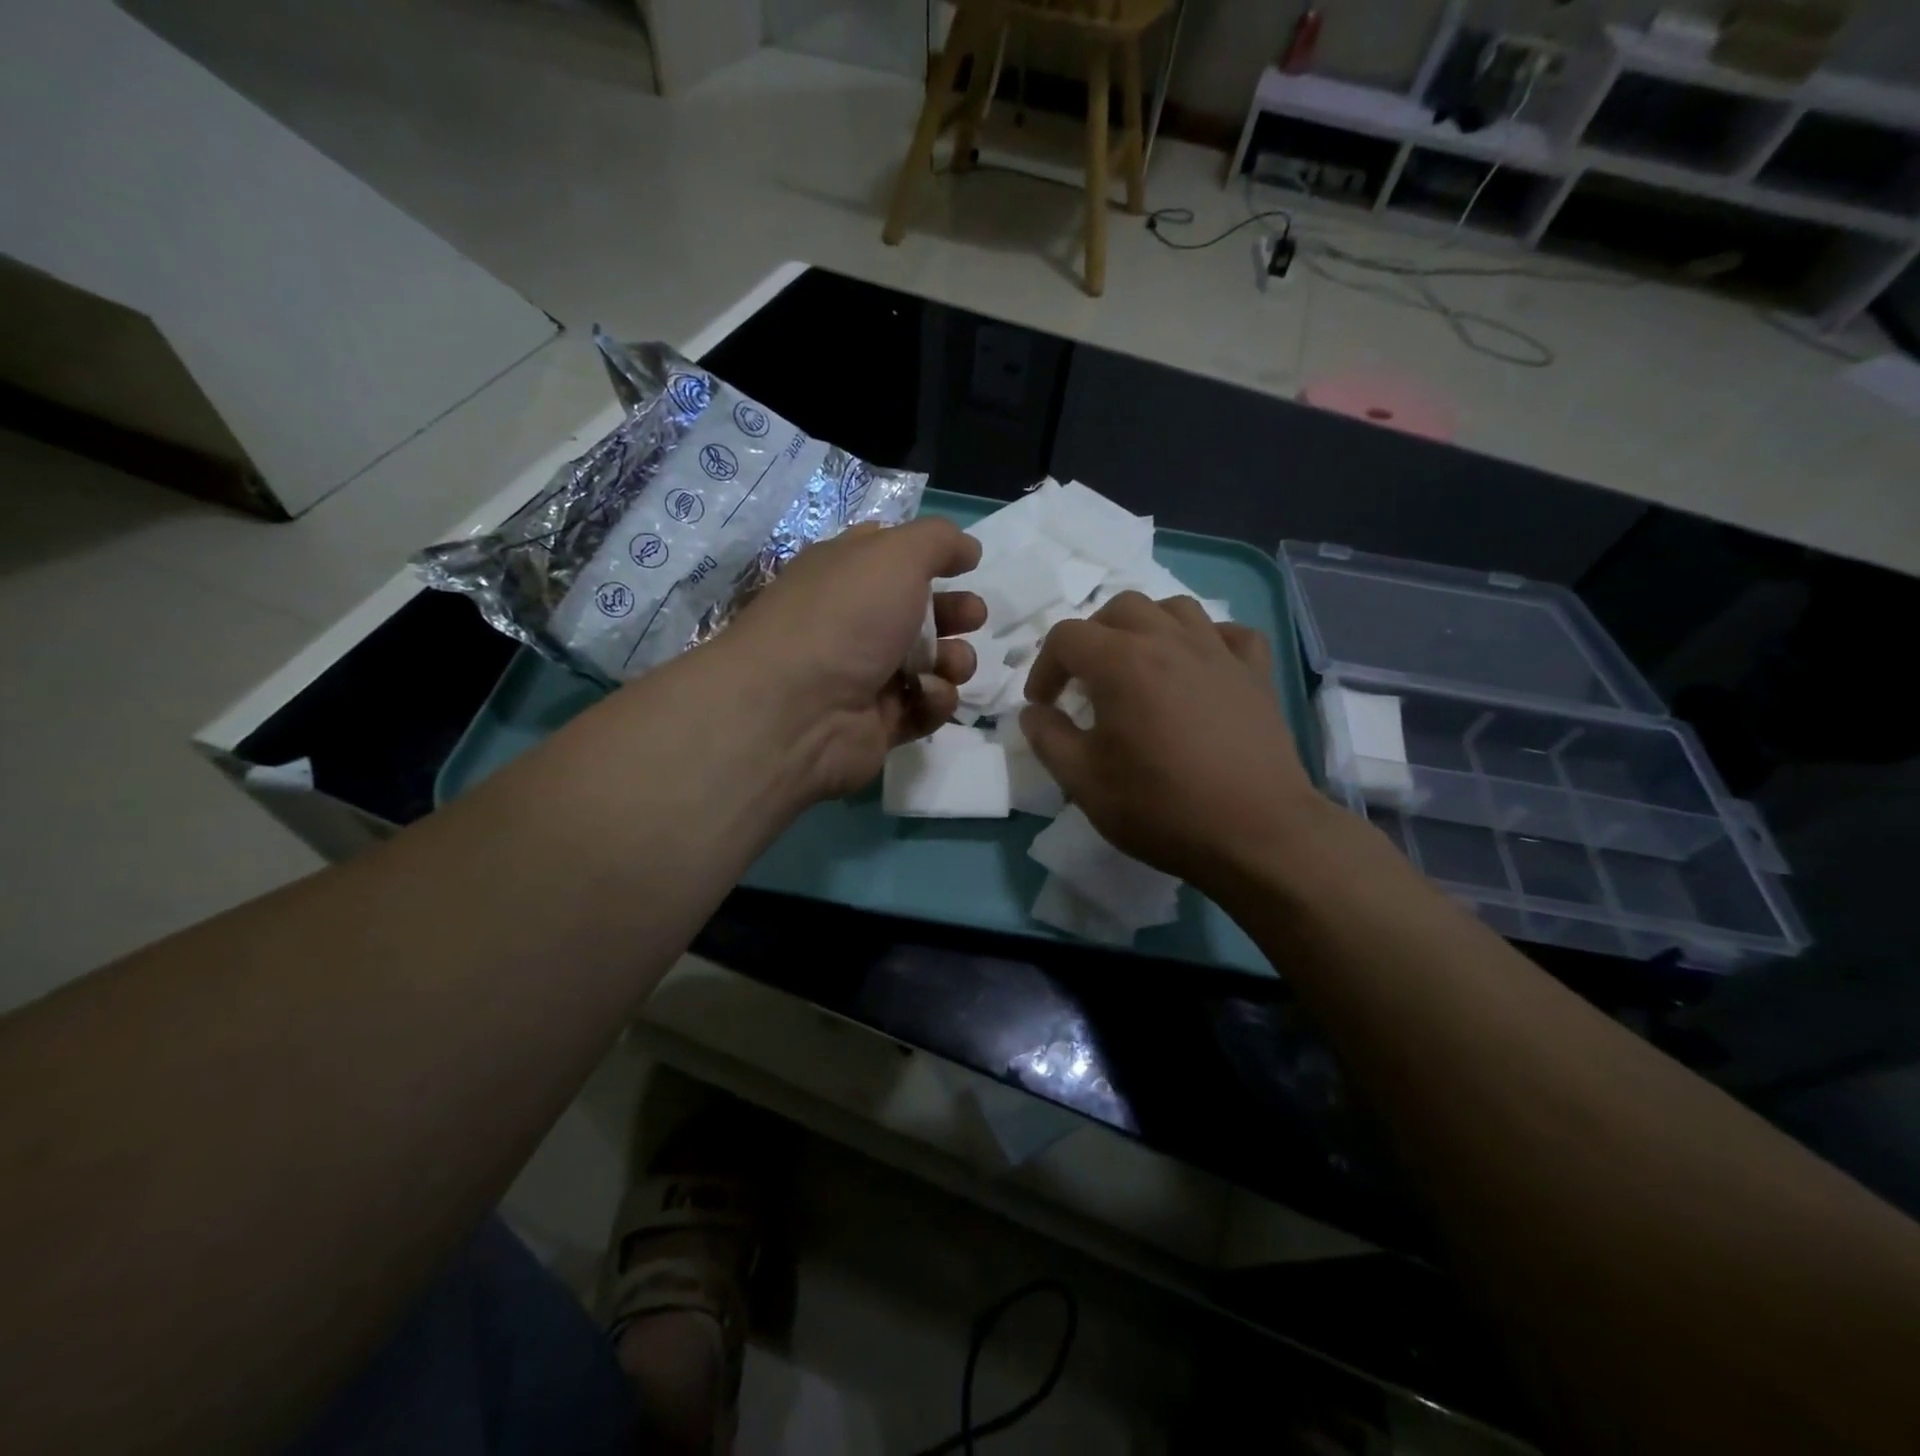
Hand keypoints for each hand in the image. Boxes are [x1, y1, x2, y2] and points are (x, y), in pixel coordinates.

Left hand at [725, 518, 984, 799]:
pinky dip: (934, 699)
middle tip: (973, 617)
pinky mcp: (879, 723)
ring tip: (951, 664)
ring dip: (954, 659)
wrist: (799, 711)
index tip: (968, 563)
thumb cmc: (847, 618)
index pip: (892, 556)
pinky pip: (924, 706)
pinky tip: (926, 694)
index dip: (932, 556)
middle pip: (920, 612)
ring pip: (930, 663)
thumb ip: (938, 541)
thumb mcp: (895, 555)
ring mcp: (867, 676)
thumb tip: (968, 548)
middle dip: (956, 612)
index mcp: (846, 574)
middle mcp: (854, 622)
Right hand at [1020, 592, 1321, 890]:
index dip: (1044, 667)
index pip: (1066, 636)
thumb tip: (1034, 713)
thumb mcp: (1083, 781)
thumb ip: (1048, 739)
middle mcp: (1170, 640)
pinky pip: (1229, 633)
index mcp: (1122, 662)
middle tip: (1085, 681)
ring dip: (1145, 627)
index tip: (1044, 705)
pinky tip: (1198, 667)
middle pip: (1119, 608)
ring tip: (1137, 664)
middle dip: (1091, 637)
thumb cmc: (1161, 807)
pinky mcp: (1256, 673)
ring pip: (1174, 608)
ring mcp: (1219, 652)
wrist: (1256, 833)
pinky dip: (1206, 640)